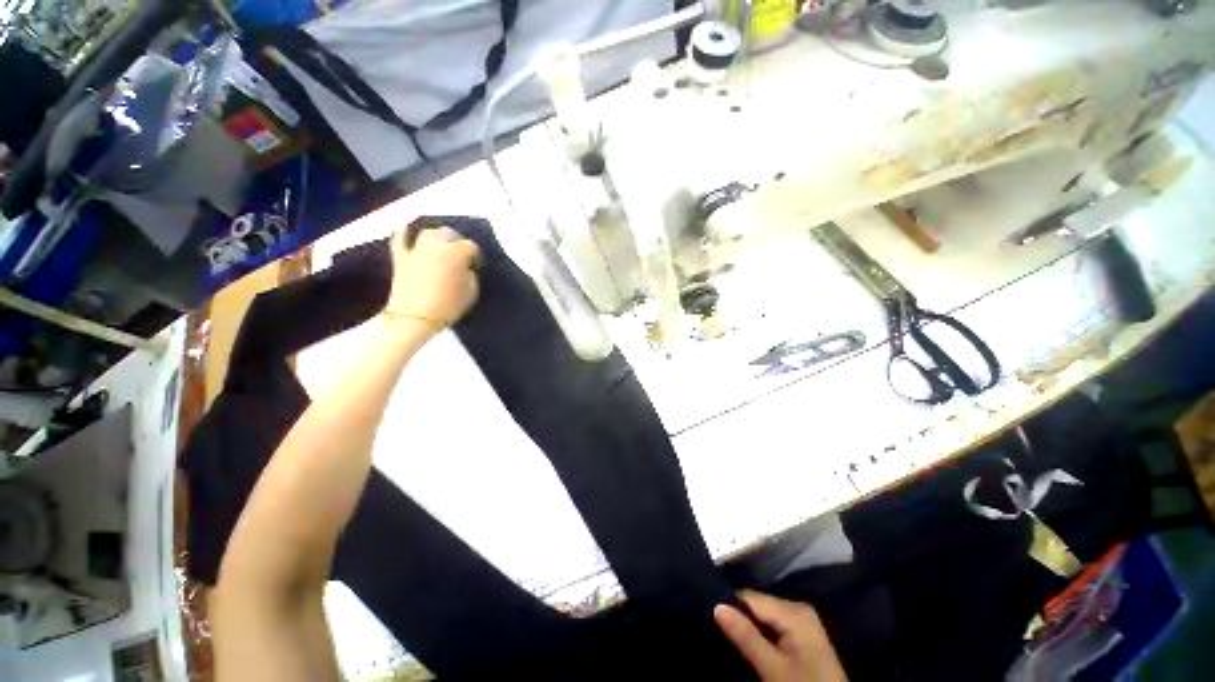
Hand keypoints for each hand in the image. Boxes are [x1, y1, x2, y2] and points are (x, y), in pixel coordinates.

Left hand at [385, 226, 479, 332]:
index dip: (473, 258)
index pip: (471, 248)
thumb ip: (471, 277)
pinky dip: (403, 234)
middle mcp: (438, 244)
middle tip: (456, 257)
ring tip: (436, 247)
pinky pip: (400, 239)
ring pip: (428, 233)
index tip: (472, 267)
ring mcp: (417, 248)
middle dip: (454, 243)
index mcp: (458, 251)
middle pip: (449, 234)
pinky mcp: (401, 257)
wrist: (412, 319)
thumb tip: (465, 271)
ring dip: (434, 238)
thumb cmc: (445, 308)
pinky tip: (404, 230)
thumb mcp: (470, 295)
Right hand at [715, 591, 847, 681]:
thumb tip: (717, 606)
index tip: (699, 614)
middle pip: (757, 605)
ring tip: (717, 635)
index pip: (750, 596)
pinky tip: (740, 641)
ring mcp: (801, 621)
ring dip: (743, 625)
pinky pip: (771, 624)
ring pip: (762, 615)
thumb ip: (746, 636)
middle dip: (734, 615)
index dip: (725, 604)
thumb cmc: (801, 681)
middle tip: (705, 628)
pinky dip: (755, 632)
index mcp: (794, 611)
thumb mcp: (770, 664)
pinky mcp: (800, 633)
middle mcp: (798, 609)